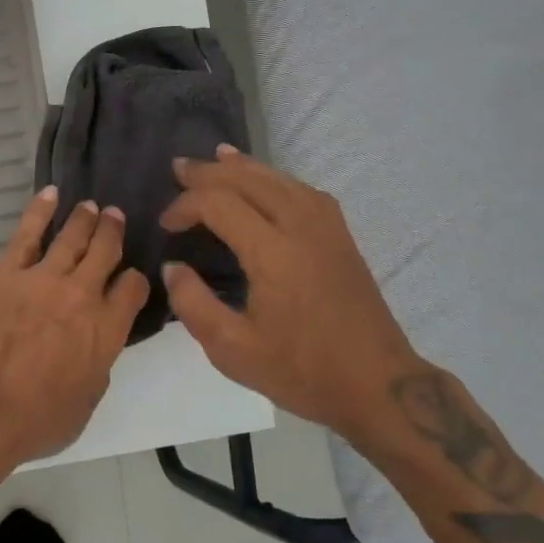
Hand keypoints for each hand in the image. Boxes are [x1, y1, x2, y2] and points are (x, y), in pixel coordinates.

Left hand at [0, 187, 150, 473]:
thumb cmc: (33, 422)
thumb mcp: (84, 405)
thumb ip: (96, 369)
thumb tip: (96, 351)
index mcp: (107, 332)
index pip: (132, 291)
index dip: (134, 279)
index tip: (131, 275)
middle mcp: (82, 296)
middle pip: (105, 253)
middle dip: (113, 233)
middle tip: (115, 217)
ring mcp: (44, 279)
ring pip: (72, 238)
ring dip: (85, 220)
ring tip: (92, 207)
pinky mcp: (6, 272)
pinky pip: (28, 233)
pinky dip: (40, 210)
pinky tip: (51, 194)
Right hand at [161, 147, 417, 439]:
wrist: (377, 385)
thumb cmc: (302, 371)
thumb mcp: (233, 350)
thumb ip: (194, 304)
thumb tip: (172, 267)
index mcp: (274, 253)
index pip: (219, 204)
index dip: (185, 206)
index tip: (165, 225)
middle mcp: (301, 227)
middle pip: (250, 180)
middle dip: (210, 171)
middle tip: (179, 168)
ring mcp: (327, 228)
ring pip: (280, 179)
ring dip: (244, 167)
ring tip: (218, 157)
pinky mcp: (342, 236)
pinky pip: (303, 190)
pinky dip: (276, 177)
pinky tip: (267, 182)